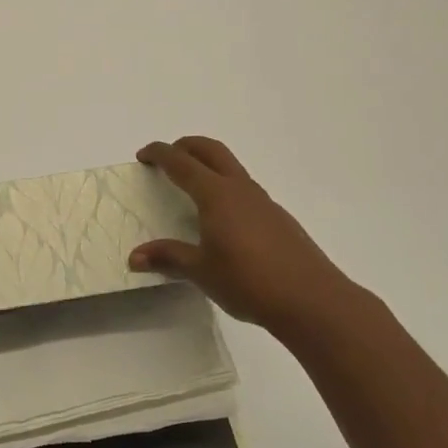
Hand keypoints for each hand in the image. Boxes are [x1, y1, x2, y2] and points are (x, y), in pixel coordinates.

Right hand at [130, 137, 377, 344]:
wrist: (312, 301)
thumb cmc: (249, 281)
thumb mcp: (201, 271)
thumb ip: (168, 258)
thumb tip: (135, 257)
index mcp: (216, 195)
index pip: (181, 162)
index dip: (160, 154)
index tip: (143, 155)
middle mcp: (240, 189)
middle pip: (211, 150)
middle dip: (186, 146)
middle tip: (168, 158)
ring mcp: (264, 202)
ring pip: (231, 169)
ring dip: (208, 167)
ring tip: (192, 190)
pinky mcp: (279, 219)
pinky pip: (245, 191)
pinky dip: (226, 190)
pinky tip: (223, 221)